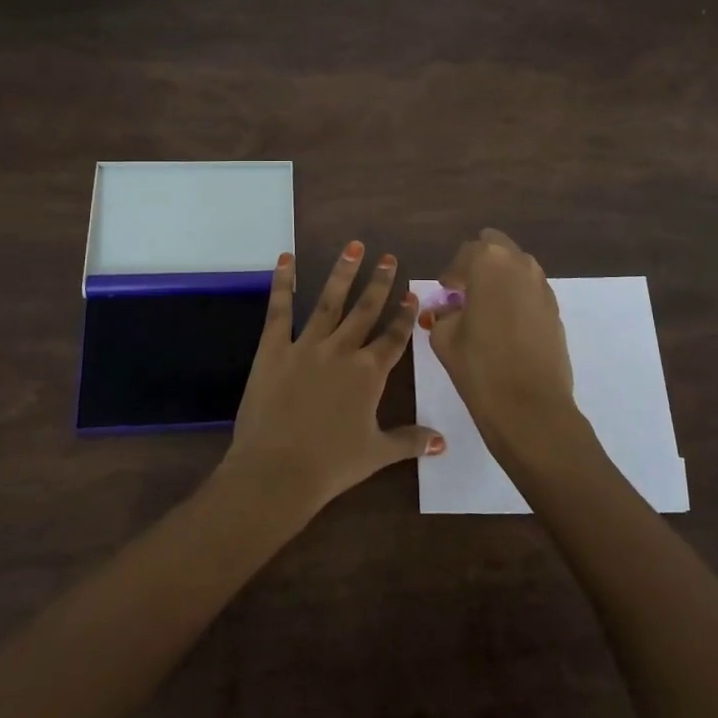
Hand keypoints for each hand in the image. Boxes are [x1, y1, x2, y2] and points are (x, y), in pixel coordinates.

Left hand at [220, 242, 443, 518]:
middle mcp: (342, 351)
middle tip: (389, 257)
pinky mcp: (274, 349)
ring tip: (354, 247)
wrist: (278, 471)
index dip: (404, 316)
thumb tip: (443, 442)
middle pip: (365, 311)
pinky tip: (286, 259)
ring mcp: (307, 346)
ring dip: (343, 273)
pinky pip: (279, 310)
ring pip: (329, 302)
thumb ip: (410, 440)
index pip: (393, 338)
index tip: (412, 293)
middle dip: (379, 283)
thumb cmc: (331, 465)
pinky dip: (283, 283)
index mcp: (369, 374)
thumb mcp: (376, 454)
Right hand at [424, 229, 599, 474]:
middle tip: (465, 293)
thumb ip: (443, 314)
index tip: (445, 293)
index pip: (465, 254)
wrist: (530, 406)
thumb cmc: (479, 366)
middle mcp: (520, 263)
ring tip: (485, 309)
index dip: (452, 275)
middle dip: (479, 265)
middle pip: (496, 248)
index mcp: (488, 262)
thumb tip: (449, 311)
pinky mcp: (555, 309)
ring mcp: (542, 285)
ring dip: (500, 279)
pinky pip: (530, 290)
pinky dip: (516, 297)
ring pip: (516, 267)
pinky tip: (505, 326)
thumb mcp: (444, 337)